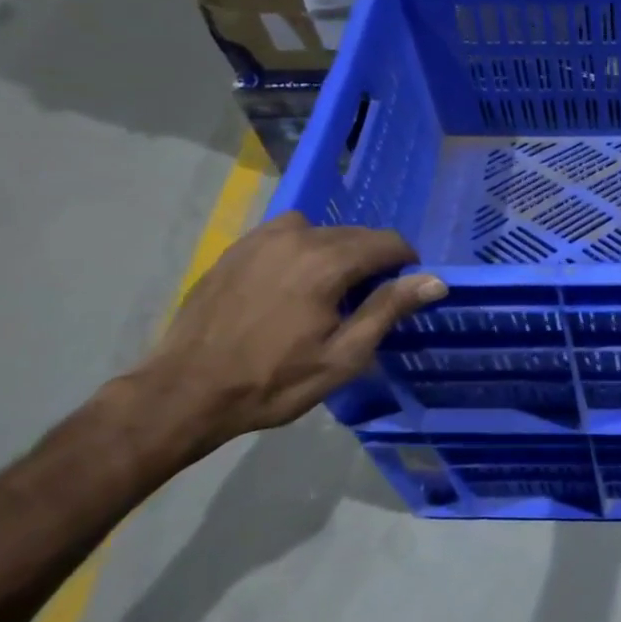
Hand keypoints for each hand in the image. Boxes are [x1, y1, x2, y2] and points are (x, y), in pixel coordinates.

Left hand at [130, 214, 444, 450]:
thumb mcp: (343, 356)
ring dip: (336, 252)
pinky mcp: (237, 248)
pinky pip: (285, 235)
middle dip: (371, 259)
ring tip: (327, 292)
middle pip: (355, 234)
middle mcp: (297, 236)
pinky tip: (291, 284)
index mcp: (328, 262)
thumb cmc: (273, 381)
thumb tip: (434, 280)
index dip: (405, 262)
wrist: (186, 391)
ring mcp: (262, 238)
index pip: (387, 241)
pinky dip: (302, 250)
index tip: (403, 290)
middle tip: (366, 300)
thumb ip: (389, 309)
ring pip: (320, 230)